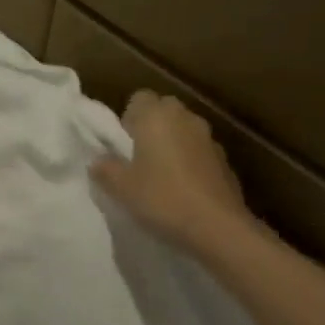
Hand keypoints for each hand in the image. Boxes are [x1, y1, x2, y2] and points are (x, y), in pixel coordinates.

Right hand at [92, 89, 259, 255]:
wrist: (218, 226)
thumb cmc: (162, 198)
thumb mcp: (121, 187)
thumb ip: (106, 169)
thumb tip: (98, 161)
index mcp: (156, 117)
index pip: (139, 98)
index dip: (129, 117)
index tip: (123, 142)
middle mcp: (185, 119)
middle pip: (164, 110)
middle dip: (151, 127)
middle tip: (138, 156)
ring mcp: (209, 138)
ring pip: (184, 130)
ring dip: (172, 143)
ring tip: (160, 174)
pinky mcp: (225, 160)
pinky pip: (199, 151)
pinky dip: (190, 161)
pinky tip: (183, 188)